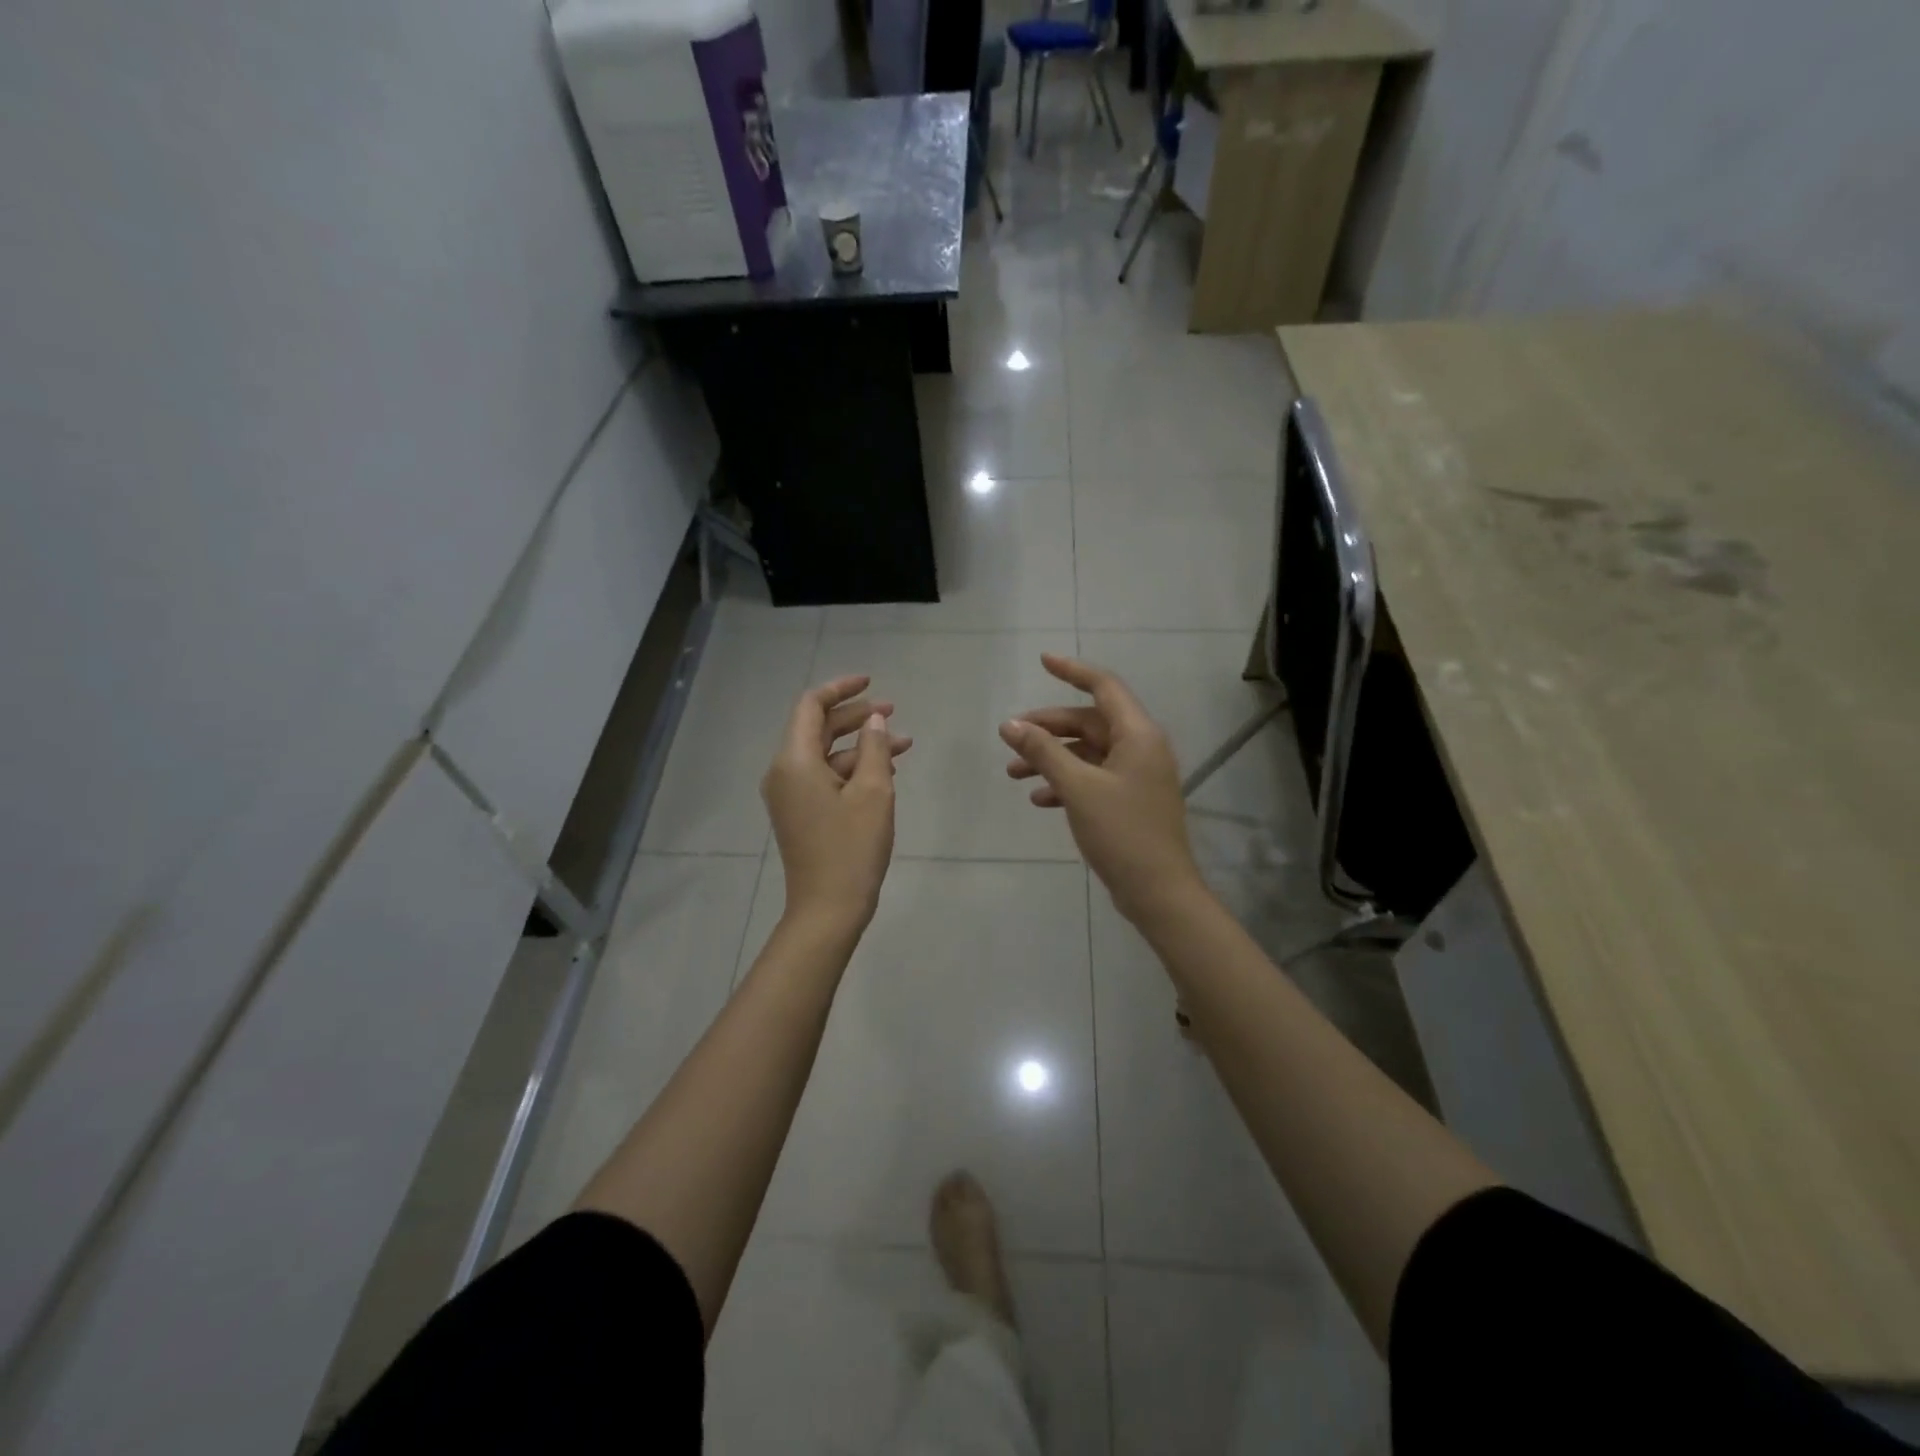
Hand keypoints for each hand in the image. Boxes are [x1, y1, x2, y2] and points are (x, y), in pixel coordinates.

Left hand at [763, 675, 911, 935]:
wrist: (828, 909)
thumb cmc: (852, 848)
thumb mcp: (874, 792)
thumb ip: (875, 748)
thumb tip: (874, 720)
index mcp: (794, 760)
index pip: (811, 706)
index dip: (841, 688)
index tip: (872, 682)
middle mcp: (784, 772)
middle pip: (818, 728)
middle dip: (856, 717)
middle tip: (893, 712)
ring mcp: (790, 795)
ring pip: (826, 755)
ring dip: (862, 746)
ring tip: (903, 746)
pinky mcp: (800, 813)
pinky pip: (824, 777)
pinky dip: (853, 770)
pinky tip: (886, 773)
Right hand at [1000, 654, 1204, 925]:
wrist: (1158, 891)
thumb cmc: (1121, 832)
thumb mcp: (1077, 788)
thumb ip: (1044, 751)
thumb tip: (1010, 724)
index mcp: (1138, 734)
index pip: (1103, 687)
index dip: (1072, 671)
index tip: (1042, 661)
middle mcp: (1141, 747)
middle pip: (1089, 722)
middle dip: (1048, 728)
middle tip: (1010, 737)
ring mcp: (1136, 775)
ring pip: (1087, 752)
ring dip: (1051, 758)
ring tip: (1013, 774)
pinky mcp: (1129, 800)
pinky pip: (1092, 778)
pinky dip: (1065, 782)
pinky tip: (1039, 799)